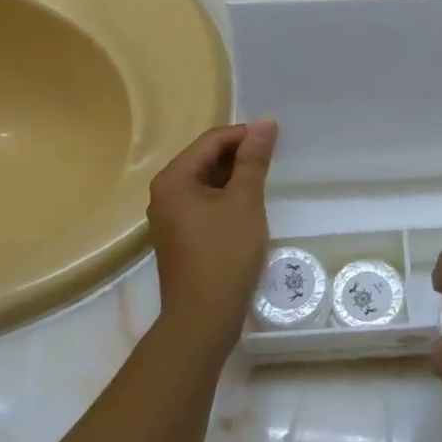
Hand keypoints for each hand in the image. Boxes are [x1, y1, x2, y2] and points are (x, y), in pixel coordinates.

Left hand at [147, 120, 276, 352]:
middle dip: (239, 155)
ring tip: (266, 180)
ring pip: (206, 183)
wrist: (203, 317)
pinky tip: (250, 206)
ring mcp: (170, 218)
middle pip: (205, 159)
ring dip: (235, 177)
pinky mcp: (181, 238)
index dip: (244, 135)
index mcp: (174, 179)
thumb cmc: (225, 253)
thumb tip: (265, 124)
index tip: (276, 138)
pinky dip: (227, 198)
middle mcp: (165, 194)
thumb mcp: (245, 201)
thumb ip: (254, 160)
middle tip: (274, 158)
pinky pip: (205, 204)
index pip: (211, 141)